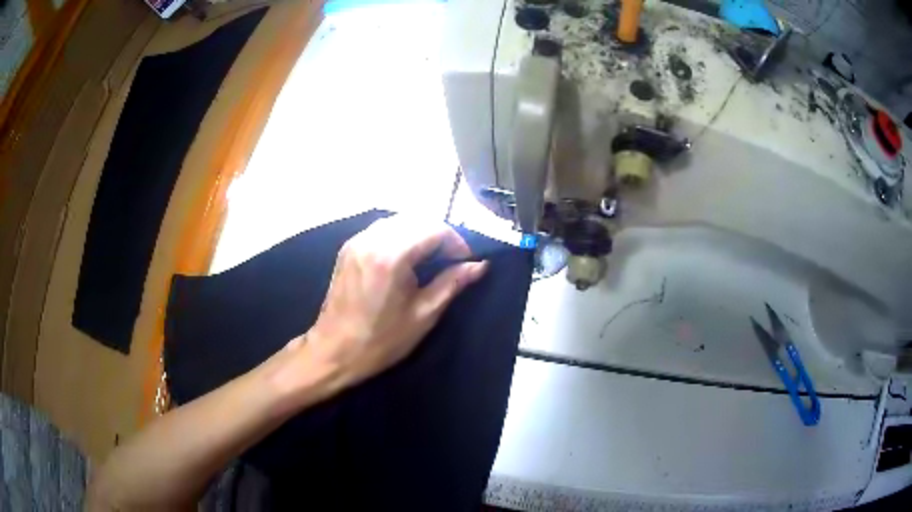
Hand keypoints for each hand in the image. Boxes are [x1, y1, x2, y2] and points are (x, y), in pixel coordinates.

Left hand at [288, 216, 486, 394]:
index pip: (434, 229)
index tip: (465, 262)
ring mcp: (357, 241)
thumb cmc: (381, 340)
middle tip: (451, 261)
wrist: (334, 351)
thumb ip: (451, 283)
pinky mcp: (349, 248)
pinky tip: (406, 258)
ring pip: (399, 221)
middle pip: (417, 219)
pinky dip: (401, 236)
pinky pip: (382, 229)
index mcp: (391, 256)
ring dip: (420, 233)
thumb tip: (480, 265)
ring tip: (431, 260)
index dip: (456, 241)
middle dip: (440, 235)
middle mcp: (372, 239)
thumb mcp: (423, 315)